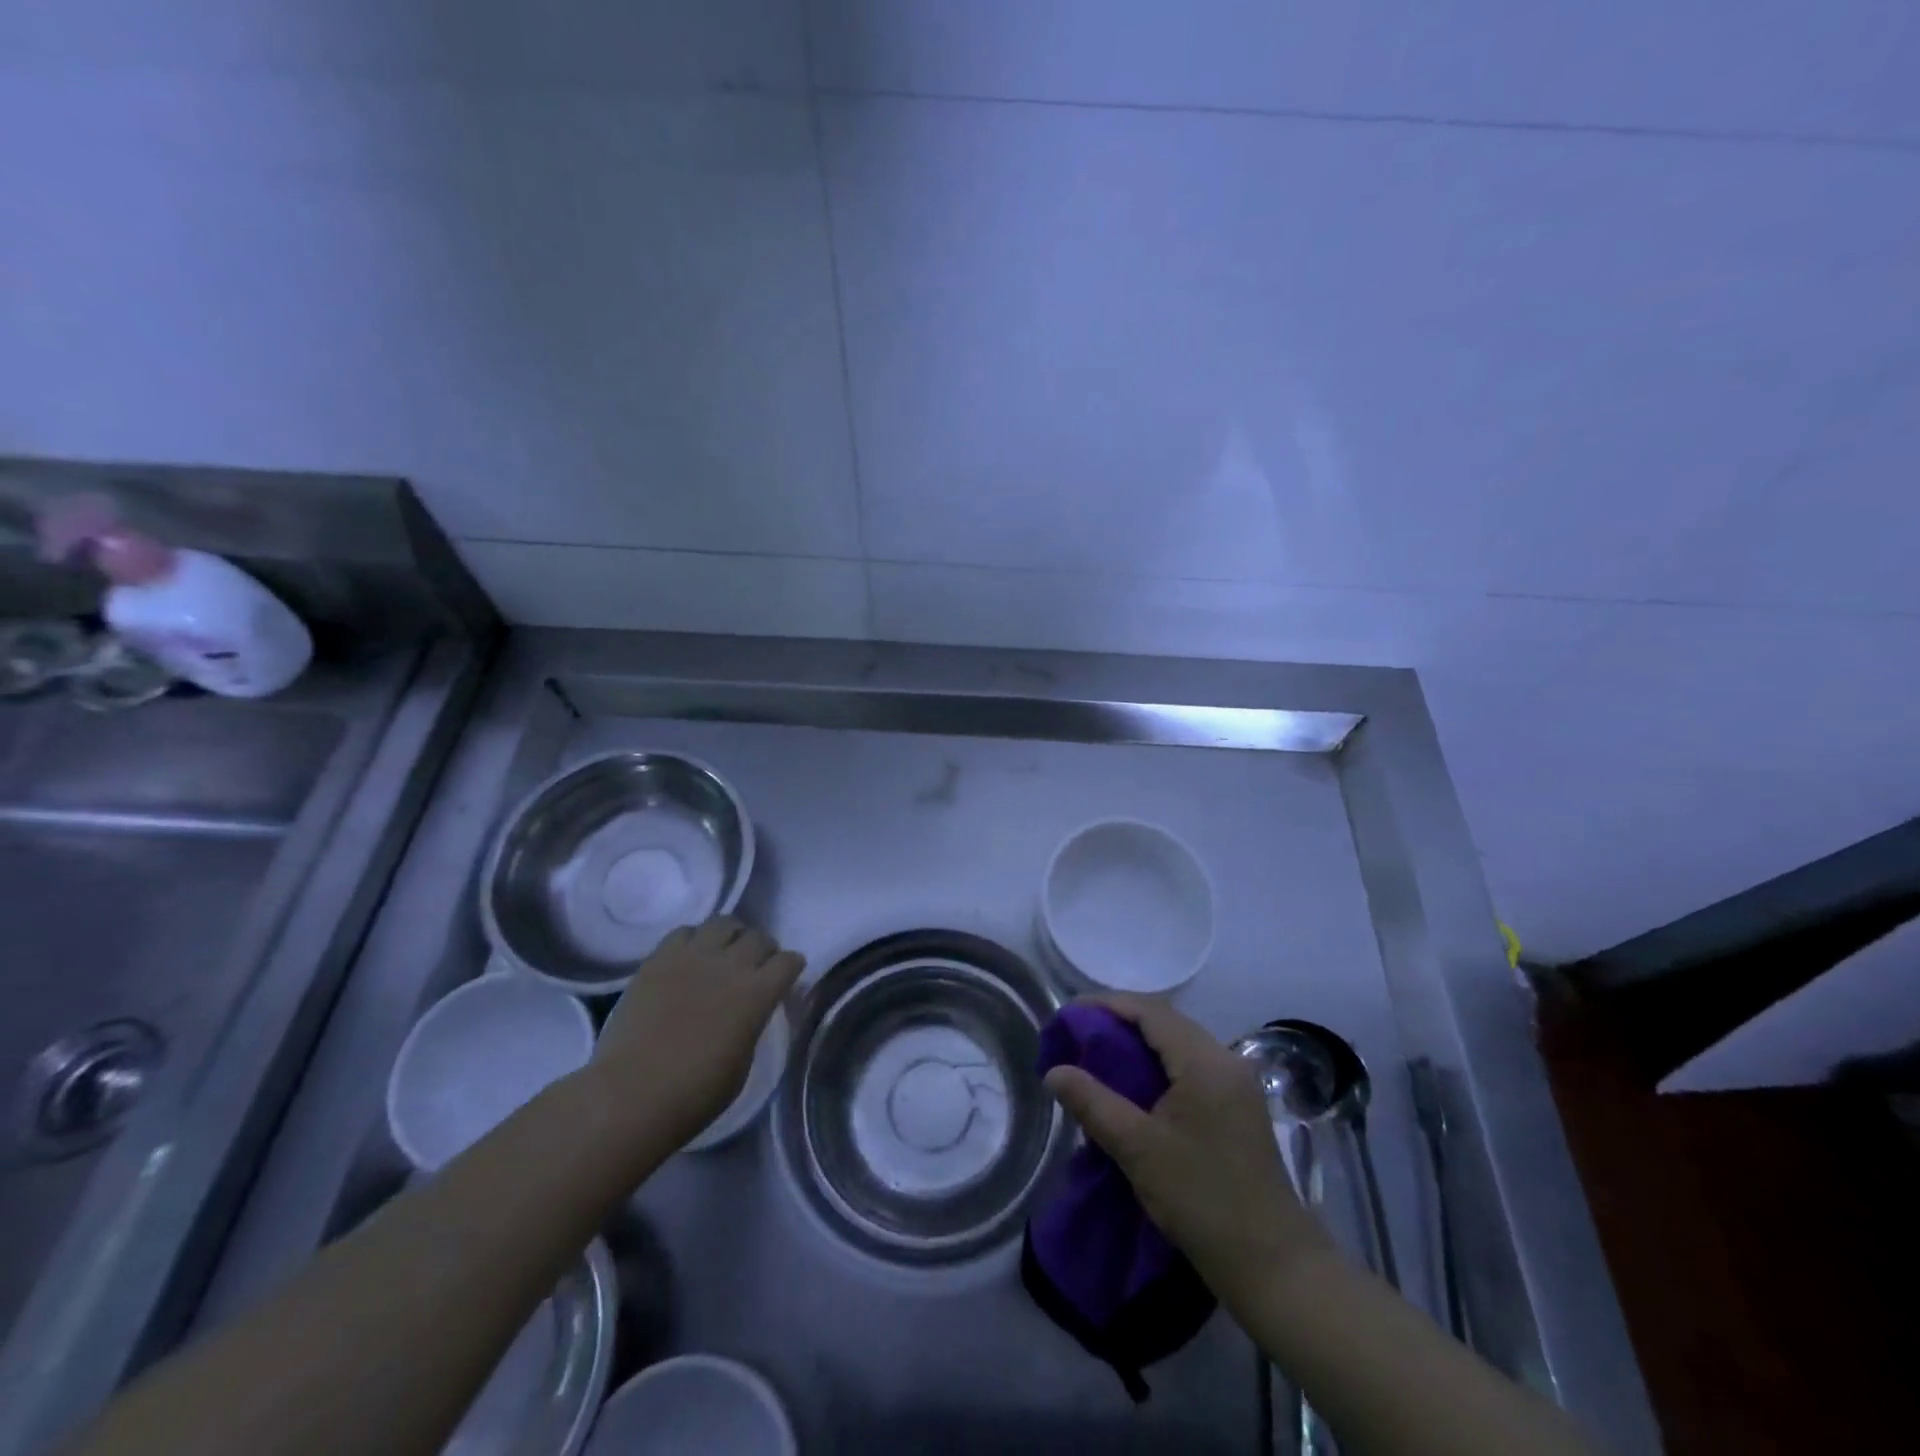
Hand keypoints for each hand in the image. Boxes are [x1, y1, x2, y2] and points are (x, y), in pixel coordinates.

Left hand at [590, 916, 803, 1147]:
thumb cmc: (694, 1094)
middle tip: (755, 967)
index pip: (789, 961)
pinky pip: (683, 932)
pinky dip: (693, 940)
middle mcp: (730, 966)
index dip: (791, 968)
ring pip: (723, 922)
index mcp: (757, 994)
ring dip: (730, 936)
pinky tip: (688, 959)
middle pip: (759, 937)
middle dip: (763, 949)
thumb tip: (750, 1011)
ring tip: (723, 953)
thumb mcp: (742, 1063)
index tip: (786, 978)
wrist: (630, 1095)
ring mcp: (692, 957)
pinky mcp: (658, 959)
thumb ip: (752, 1025)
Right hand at [1044, 993, 1333, 1306]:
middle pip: (1166, 1021)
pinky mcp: (1238, 1104)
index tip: (1068, 1015)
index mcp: (1205, 1061)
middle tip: (1078, 1035)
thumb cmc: (1202, 1199)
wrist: (1273, 1264)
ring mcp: (1236, 1082)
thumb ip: (1093, 1103)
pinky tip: (1136, 1084)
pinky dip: (1158, 1063)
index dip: (1106, 1005)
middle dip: (1119, 1021)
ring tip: (1098, 1056)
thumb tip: (1054, 1071)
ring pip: (1179, 1043)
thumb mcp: (1138, 1149)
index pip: (1150, 1011)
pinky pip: (1191, 1064)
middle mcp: (1225, 1059)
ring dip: (1139, 1042)